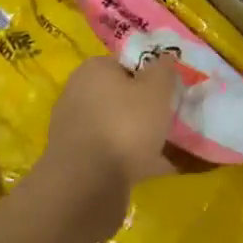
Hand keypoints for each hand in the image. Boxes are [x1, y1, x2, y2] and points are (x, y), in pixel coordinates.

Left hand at [41, 55, 181, 213]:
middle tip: (169, 122)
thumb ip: (164, 70)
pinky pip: (110, 152)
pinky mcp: (74, 159)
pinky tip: (151, 170)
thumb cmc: (125, 125)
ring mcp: (72, 128)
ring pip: (116, 126)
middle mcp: (77, 93)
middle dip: (144, 109)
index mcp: (93, 69)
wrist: (88, 184)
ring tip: (167, 150)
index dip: (150, 77)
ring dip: (138, 136)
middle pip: (120, 96)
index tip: (168, 94)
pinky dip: (129, 158)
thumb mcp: (156, 90)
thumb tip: (165, 57)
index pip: (126, 64)